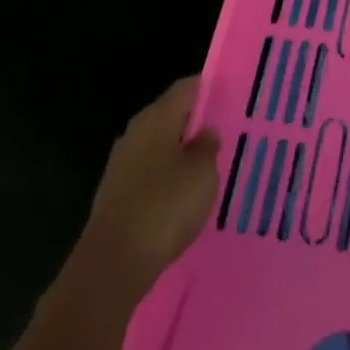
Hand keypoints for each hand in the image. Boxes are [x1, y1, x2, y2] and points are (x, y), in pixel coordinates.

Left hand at [72, 75, 220, 310]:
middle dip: (198, 122)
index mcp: (155, 118)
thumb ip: (207, 146)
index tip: (235, 94)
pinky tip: (188, 193)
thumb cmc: (165, 206)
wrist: (114, 262)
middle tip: (230, 130)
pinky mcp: (118, 193)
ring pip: (161, 146)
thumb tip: (205, 131)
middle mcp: (135, 133)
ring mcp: (123, 164)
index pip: (186, 88)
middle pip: (171, 116)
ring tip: (215, 163)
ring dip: (184, 152)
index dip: (211, 88)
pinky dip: (170, 177)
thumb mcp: (201, 173)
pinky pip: (152, 173)